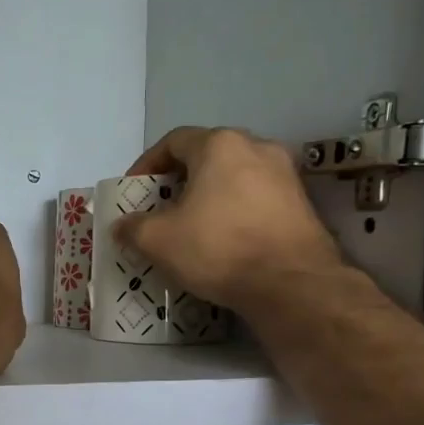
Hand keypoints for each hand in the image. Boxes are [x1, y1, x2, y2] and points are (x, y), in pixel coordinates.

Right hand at [115, 127, 342, 311]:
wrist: (291, 283)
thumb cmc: (218, 248)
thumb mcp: (158, 240)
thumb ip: (133, 227)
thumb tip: (121, 226)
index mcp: (220, 145)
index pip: (174, 141)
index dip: (148, 164)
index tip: (134, 190)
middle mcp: (257, 147)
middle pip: (207, 156)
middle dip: (180, 180)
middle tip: (161, 208)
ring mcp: (285, 174)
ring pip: (234, 177)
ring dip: (209, 196)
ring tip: (192, 226)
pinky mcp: (302, 203)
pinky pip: (256, 199)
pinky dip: (235, 212)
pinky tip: (224, 239)